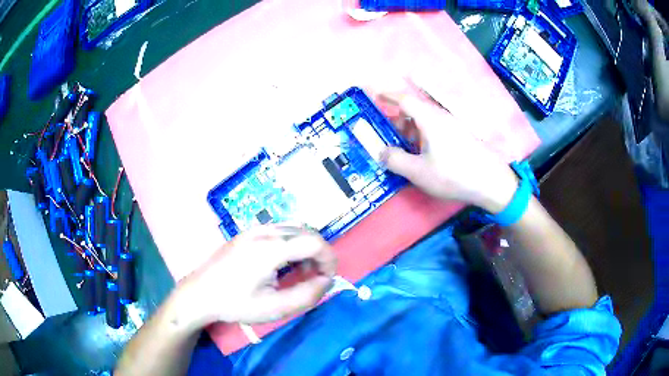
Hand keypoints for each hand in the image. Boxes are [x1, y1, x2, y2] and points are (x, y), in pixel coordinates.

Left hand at [175, 224, 336, 326]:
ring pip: (293, 229)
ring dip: (306, 248)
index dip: (329, 259)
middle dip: (319, 254)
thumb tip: (327, 281)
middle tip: (316, 278)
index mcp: (270, 249)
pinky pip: (280, 231)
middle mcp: (263, 232)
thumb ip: (307, 295)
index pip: (314, 242)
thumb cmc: (235, 304)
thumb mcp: (274, 308)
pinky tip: (284, 264)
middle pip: (306, 232)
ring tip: (301, 272)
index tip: (328, 279)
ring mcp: (253, 230)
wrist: (200, 294)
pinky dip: (292, 244)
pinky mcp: (247, 233)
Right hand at [378, 93, 517, 212]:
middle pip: (415, 109)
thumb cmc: (453, 175)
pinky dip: (424, 136)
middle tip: (390, 137)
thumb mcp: (418, 172)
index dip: (388, 96)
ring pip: (426, 120)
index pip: (404, 99)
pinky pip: (436, 129)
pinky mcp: (460, 136)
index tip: (375, 96)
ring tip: (406, 150)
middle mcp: (441, 117)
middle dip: (399, 120)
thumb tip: (381, 152)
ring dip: (411, 130)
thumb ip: (395, 160)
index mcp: (429, 119)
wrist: (491, 183)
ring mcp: (453, 126)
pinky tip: (425, 155)